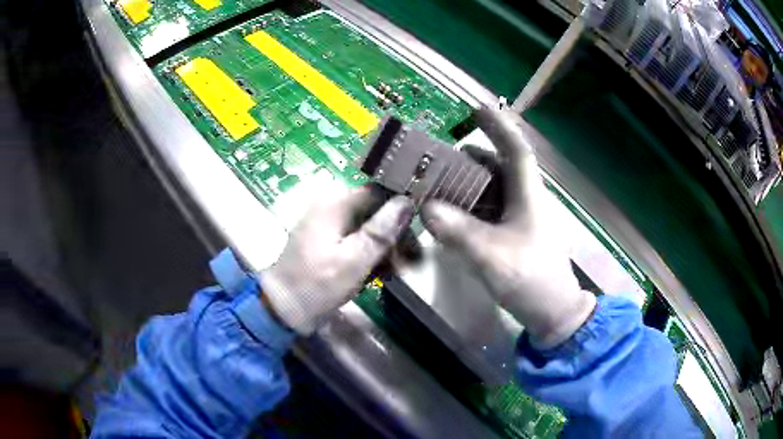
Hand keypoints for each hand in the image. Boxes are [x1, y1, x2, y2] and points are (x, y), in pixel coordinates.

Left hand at [261, 187, 413, 334]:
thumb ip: (381, 231)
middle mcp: (332, 206)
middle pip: (375, 210)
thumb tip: (407, 201)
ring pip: (369, 226)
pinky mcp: (328, 240)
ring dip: (386, 247)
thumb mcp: (353, 261)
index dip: (402, 208)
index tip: (419, 229)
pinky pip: (357, 239)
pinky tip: (382, 273)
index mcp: (335, 203)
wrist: (282, 309)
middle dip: (395, 234)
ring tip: (398, 271)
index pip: (379, 191)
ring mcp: (329, 224)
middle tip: (412, 260)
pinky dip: (371, 254)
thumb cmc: (317, 285)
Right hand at [421, 108, 595, 348]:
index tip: (476, 109)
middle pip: (495, 168)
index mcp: (528, 196)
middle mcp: (523, 200)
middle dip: (466, 161)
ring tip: (432, 189)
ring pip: (488, 191)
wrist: (552, 313)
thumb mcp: (492, 256)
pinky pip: (485, 213)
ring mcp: (517, 219)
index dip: (498, 127)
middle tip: (434, 162)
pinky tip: (446, 218)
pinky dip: (465, 210)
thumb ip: (457, 232)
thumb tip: (425, 208)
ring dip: (462, 187)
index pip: (515, 150)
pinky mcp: (510, 235)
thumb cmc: (531, 280)